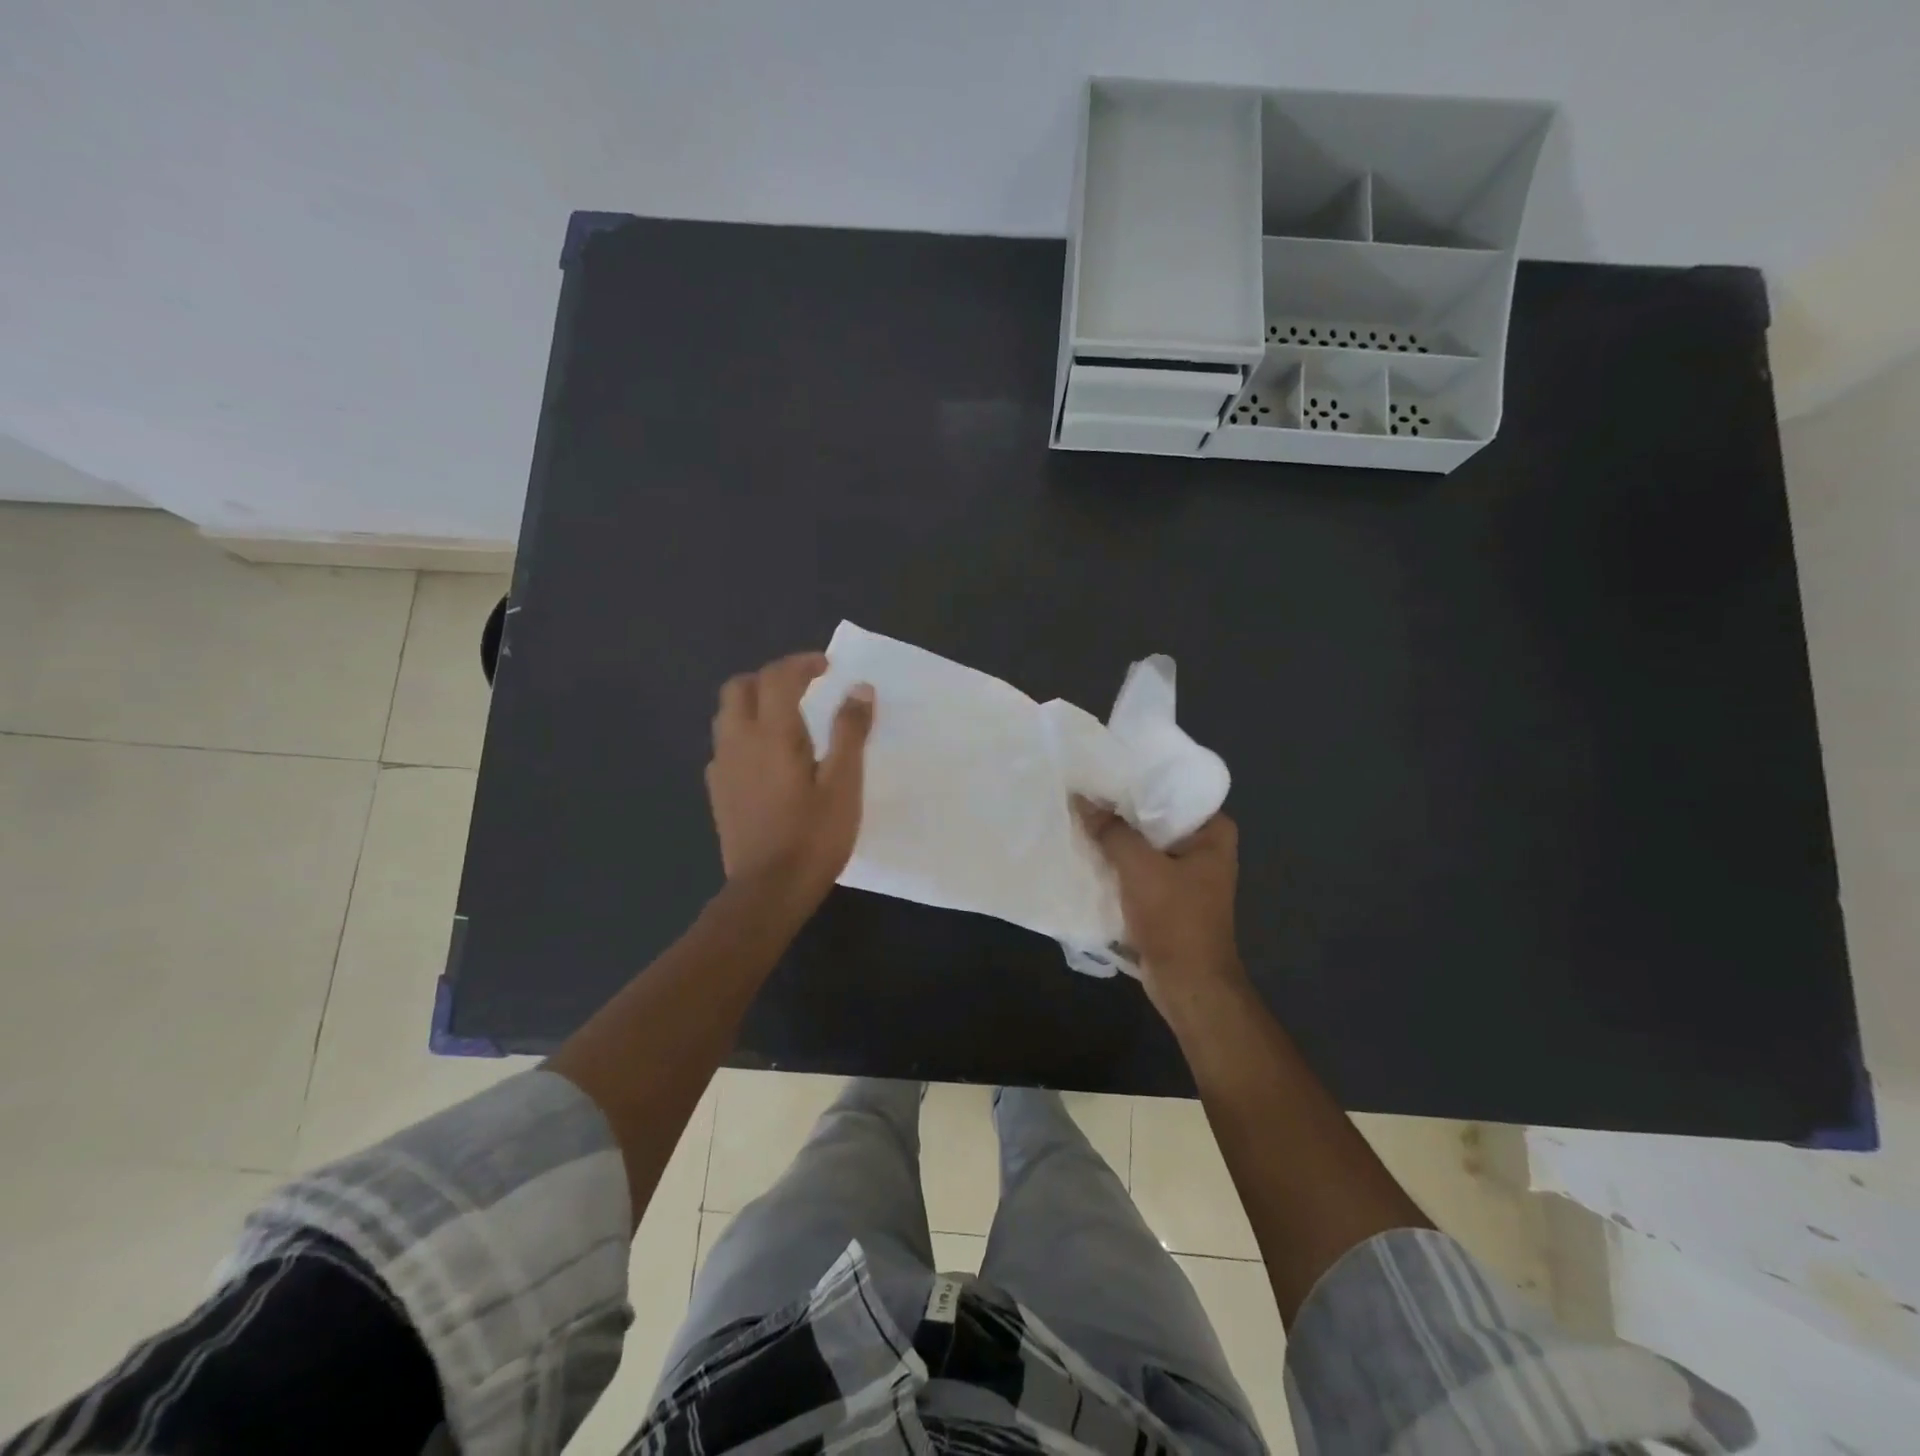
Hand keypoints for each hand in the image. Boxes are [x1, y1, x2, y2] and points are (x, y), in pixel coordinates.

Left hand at [708, 653, 874, 905]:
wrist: (767, 891)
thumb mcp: (844, 784)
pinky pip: (725, 744)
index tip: (827, 666)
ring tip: (787, 719)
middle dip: (770, 677)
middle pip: (740, 687)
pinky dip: (745, 733)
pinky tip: (767, 758)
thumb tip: (859, 688)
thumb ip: (850, 731)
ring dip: (754, 702)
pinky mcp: (718, 791)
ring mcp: (722, 767)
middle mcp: (738, 740)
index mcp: (772, 734)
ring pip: (727, 714)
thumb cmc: (813, 837)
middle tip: (803, 688)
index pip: (778, 677)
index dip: (802, 663)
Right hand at [1075, 799, 1247, 1023]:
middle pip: (1156, 816)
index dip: (1139, 777)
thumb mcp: (1139, 868)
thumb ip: (1110, 830)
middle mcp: (1204, 846)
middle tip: (1085, 786)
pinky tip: (1088, 848)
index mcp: (1214, 832)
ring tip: (1080, 813)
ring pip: (1144, 843)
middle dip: (1122, 807)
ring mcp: (1186, 872)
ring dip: (1116, 835)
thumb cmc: (1175, 918)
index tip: (1105, 766)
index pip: (1175, 789)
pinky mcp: (1167, 895)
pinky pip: (1138, 866)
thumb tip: (1080, 799)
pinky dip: (1117, 860)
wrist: (1188, 984)